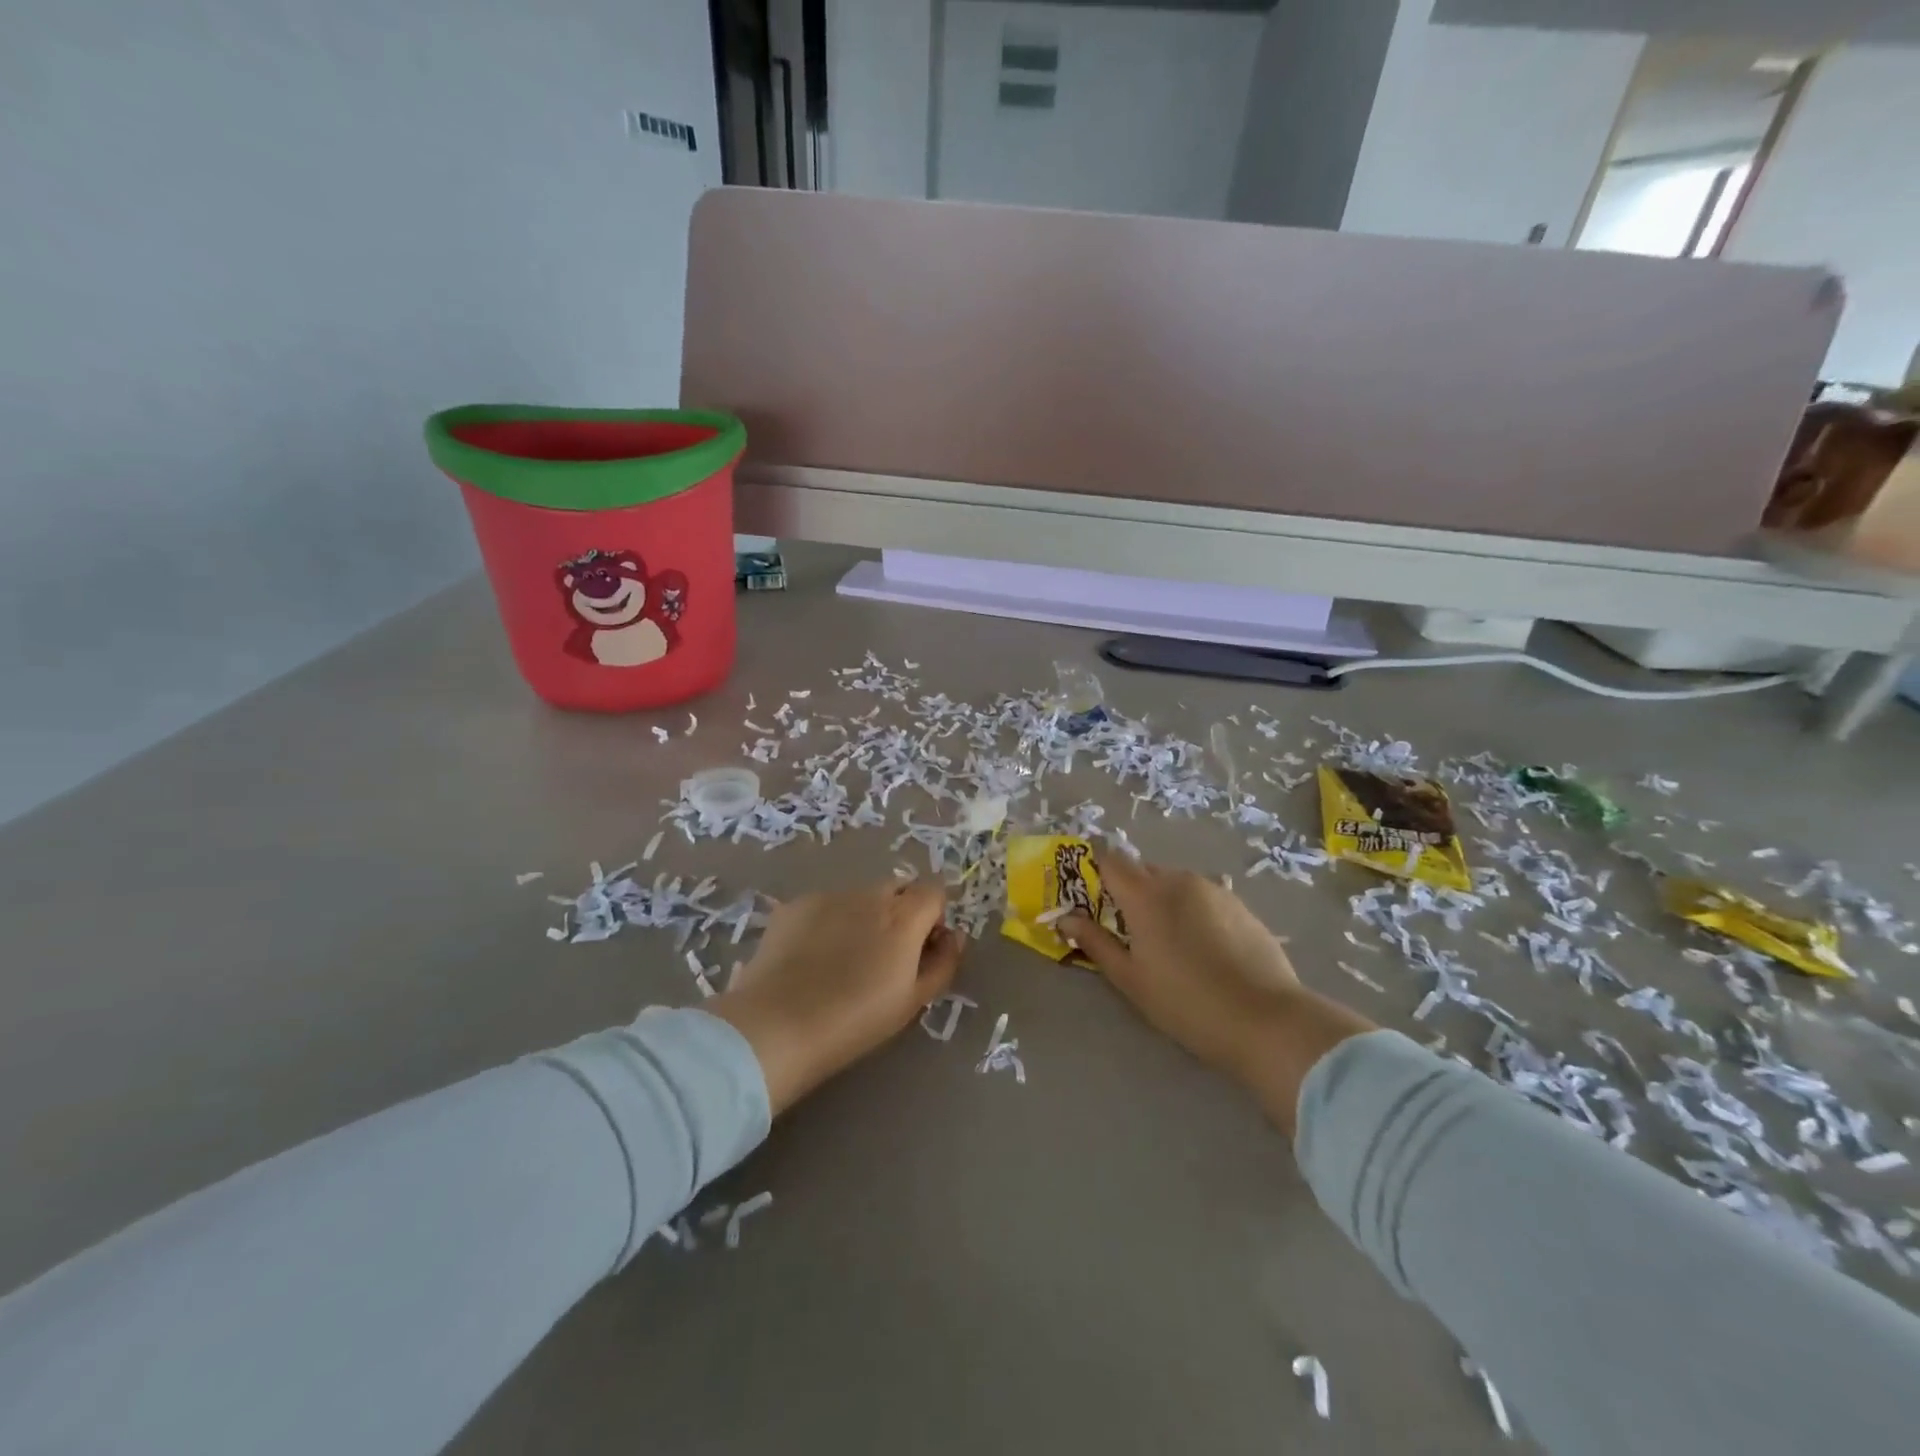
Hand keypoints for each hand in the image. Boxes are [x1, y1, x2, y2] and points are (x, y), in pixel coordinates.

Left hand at [709, 882, 964, 1114]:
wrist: (778, 1025)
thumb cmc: (856, 1020)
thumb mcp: (913, 1001)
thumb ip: (943, 962)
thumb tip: (955, 936)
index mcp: (904, 916)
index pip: (934, 891)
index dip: (933, 917)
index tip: (923, 948)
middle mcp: (869, 894)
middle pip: (897, 889)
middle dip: (900, 913)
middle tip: (884, 955)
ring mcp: (829, 895)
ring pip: (859, 897)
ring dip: (863, 916)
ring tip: (842, 959)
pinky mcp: (795, 905)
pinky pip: (825, 906)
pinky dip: (828, 922)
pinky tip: (811, 957)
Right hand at [1061, 854, 1374, 1135]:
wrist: (1267, 1020)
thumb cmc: (1186, 1002)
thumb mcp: (1130, 978)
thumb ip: (1095, 942)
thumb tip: (1066, 918)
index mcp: (1146, 894)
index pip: (1109, 859)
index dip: (1093, 867)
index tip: (1085, 890)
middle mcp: (1179, 880)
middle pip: (1142, 870)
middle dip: (1127, 889)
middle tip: (1124, 927)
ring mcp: (1214, 889)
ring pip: (1174, 882)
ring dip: (1160, 899)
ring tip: (1165, 940)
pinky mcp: (1240, 905)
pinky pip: (1202, 896)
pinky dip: (1190, 910)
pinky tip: (1200, 946)